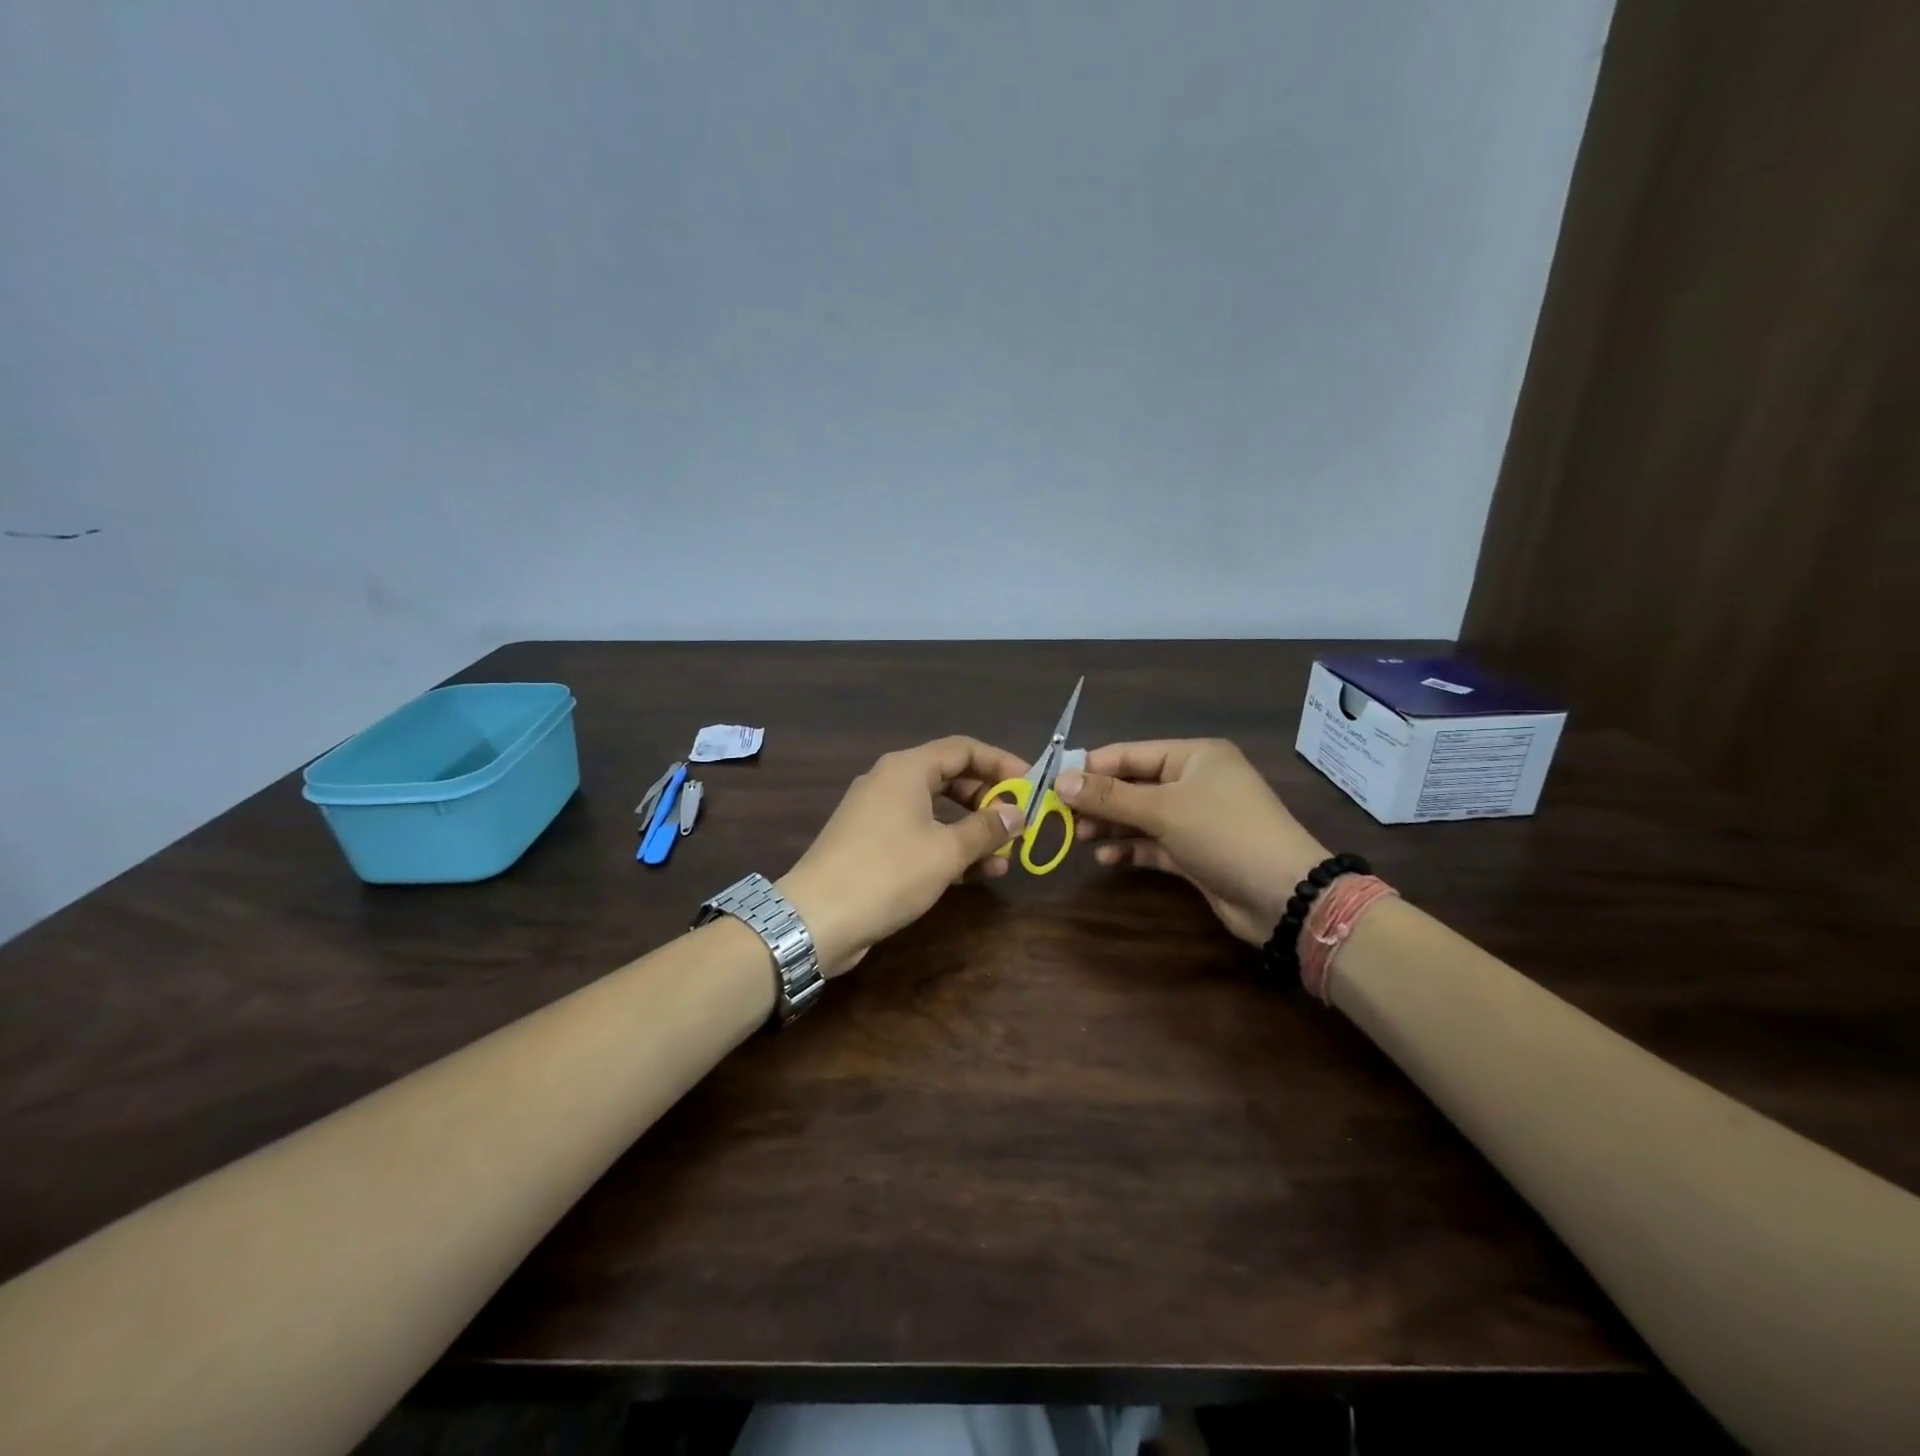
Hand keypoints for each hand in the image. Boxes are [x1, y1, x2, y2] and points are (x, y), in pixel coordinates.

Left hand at [778, 737, 1028, 975]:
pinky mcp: (871, 844)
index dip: (1001, 762)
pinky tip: (974, 874)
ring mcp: (878, 814)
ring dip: (971, 831)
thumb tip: (1018, 812)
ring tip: (1004, 859)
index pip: (964, 749)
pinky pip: (919, 834)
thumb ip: (986, 828)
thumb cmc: (888, 873)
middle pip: (951, 778)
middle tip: (1018, 824)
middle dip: (988, 801)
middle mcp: (891, 782)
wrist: (816, 918)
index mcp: (907, 769)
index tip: (1031, 785)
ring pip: (936, 811)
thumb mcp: (947, 851)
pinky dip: (947, 847)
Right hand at [1055, 739, 1328, 945]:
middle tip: (1061, 816)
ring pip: (1141, 816)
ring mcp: (1197, 819)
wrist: (1285, 896)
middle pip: (1133, 786)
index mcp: (1194, 756)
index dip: (1090, 767)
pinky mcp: (1196, 853)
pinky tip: (1106, 858)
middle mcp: (1195, 782)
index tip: (1052, 782)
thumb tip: (1060, 780)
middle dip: (1099, 801)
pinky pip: (1154, 844)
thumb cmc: (1224, 833)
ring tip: (1078, 837)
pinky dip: (1131, 849)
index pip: (1129, 754)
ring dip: (1111, 826)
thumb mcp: (1163, 809)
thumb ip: (1110, 796)